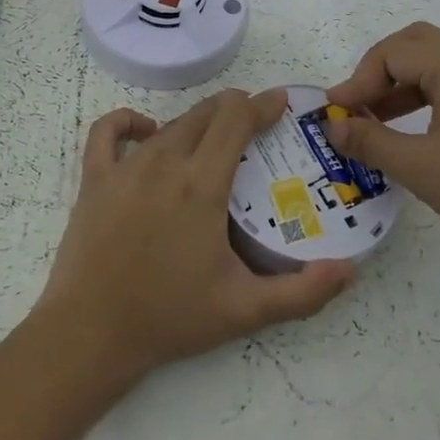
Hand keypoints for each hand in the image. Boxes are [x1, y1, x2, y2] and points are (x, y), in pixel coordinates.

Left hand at [38, 89, 355, 379]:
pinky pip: (108, 132)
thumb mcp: (245, 309)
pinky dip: (130, 122)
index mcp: (202, 183)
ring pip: (170, 124)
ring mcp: (125, 168)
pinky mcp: (94, 180)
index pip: (237, 119)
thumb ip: (303, 292)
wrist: (89, 336)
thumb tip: (350, 271)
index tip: (282, 103)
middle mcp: (164, 162)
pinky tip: (146, 132)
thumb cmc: (170, 318)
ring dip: (198, 122)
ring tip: (215, 138)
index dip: (263, 105)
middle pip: (206, 113)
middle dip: (236, 109)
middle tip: (256, 124)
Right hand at [325, 22, 439, 266]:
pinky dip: (421, 96)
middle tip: (358, 101)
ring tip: (374, 119)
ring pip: (435, 64)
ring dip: (400, 82)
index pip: (394, 52)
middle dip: (379, 67)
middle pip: (416, 43)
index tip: (337, 113)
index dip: (359, 79)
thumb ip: (370, 141)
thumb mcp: (418, 167)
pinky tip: (409, 131)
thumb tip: (332, 125)